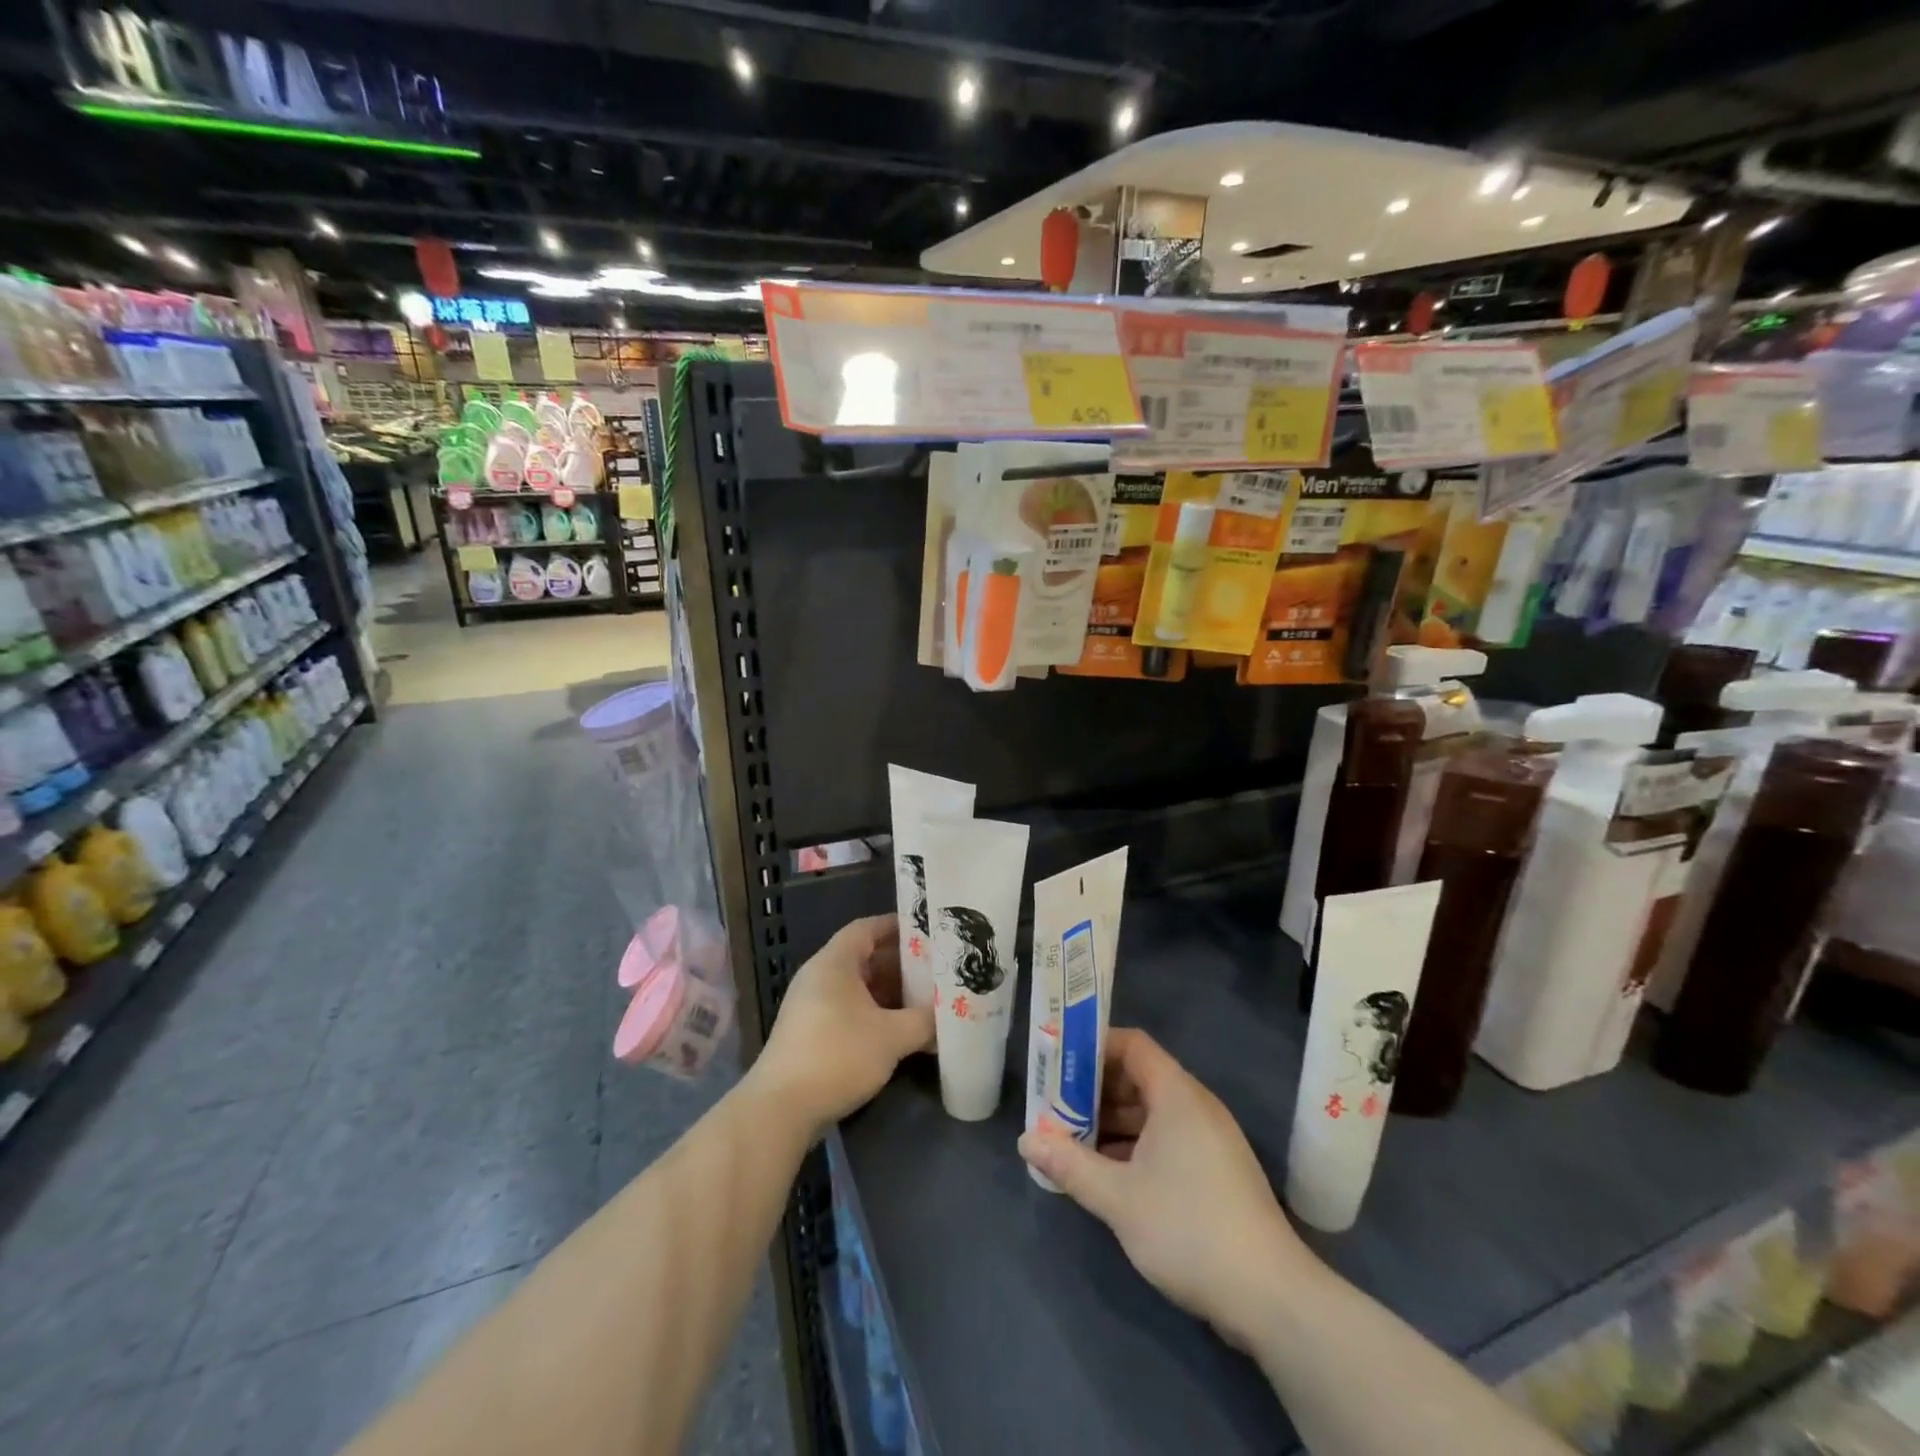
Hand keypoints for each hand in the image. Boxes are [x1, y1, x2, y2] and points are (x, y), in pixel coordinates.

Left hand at [752, 914, 933, 1137]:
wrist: (781, 1109)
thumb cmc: (838, 1056)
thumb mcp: (891, 1037)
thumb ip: (924, 1021)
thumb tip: (947, 1016)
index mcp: (834, 963)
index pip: (866, 928)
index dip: (896, 926)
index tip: (926, 931)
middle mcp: (818, 977)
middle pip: (862, 957)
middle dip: (898, 964)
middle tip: (933, 970)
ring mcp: (810, 1006)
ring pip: (856, 987)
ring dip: (888, 992)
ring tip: (922, 1000)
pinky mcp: (808, 1034)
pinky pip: (846, 1010)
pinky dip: (872, 1013)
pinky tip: (897, 1031)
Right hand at [1019, 1028, 1317, 1348]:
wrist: (1271, 1297)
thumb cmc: (1188, 1228)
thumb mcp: (1118, 1197)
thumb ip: (1069, 1163)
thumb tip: (1026, 1139)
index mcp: (1177, 1095)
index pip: (1132, 1045)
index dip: (1093, 1047)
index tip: (1058, 1063)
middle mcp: (1196, 1106)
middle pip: (1139, 1077)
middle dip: (1094, 1089)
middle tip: (1054, 1106)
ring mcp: (1210, 1139)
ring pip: (1152, 1112)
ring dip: (1111, 1121)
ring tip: (1071, 1140)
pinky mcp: (1217, 1171)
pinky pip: (1167, 1138)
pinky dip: (1135, 1145)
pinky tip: (1107, 1172)